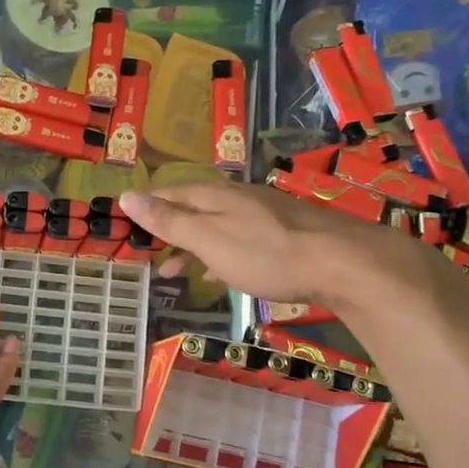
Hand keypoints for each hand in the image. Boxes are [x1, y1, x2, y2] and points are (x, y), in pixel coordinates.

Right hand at [118, 180, 406, 305]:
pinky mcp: (287, 235)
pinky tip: (222, 273)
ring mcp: (266, 215)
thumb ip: (169, 221)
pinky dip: (221, 255)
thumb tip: (126, 196)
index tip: (128, 222)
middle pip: (194, 209)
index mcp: (216, 196)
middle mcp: (239, 198)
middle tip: (148, 252)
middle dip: (169, 229)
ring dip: (193, 246)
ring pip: (218, 226)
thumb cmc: (266, 254)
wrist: (342, 263)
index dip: (148, 207)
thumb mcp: (208, 239)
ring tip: (175, 271)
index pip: (171, 194)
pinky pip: (241, 241)